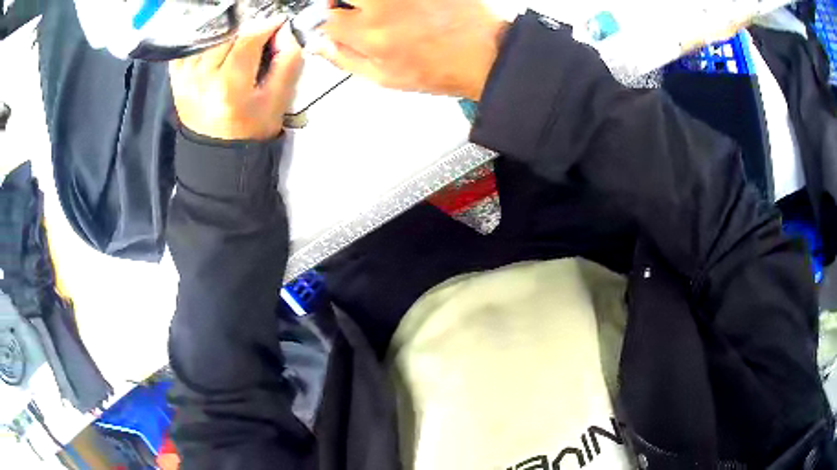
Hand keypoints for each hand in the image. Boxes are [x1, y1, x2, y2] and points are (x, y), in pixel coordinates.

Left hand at [169, 18, 302, 140]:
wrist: (218, 155)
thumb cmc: (252, 128)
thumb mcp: (279, 99)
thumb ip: (287, 60)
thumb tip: (284, 31)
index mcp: (229, 85)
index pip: (248, 39)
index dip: (267, 25)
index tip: (279, 22)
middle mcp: (202, 78)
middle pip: (226, 33)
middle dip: (246, 25)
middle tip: (258, 30)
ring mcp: (185, 78)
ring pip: (206, 36)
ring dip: (225, 30)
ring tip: (238, 34)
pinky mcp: (176, 79)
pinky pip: (187, 47)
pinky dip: (201, 38)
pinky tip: (214, 41)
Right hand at [317, 0, 507, 100]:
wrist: (486, 55)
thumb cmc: (440, 69)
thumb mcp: (385, 78)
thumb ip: (346, 60)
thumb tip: (320, 46)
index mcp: (370, 33)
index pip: (324, 19)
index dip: (322, 24)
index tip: (330, 26)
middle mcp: (383, 5)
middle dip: (336, 3)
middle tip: (347, 10)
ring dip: (362, 2)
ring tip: (375, 9)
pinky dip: (391, 3)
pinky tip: (400, 9)